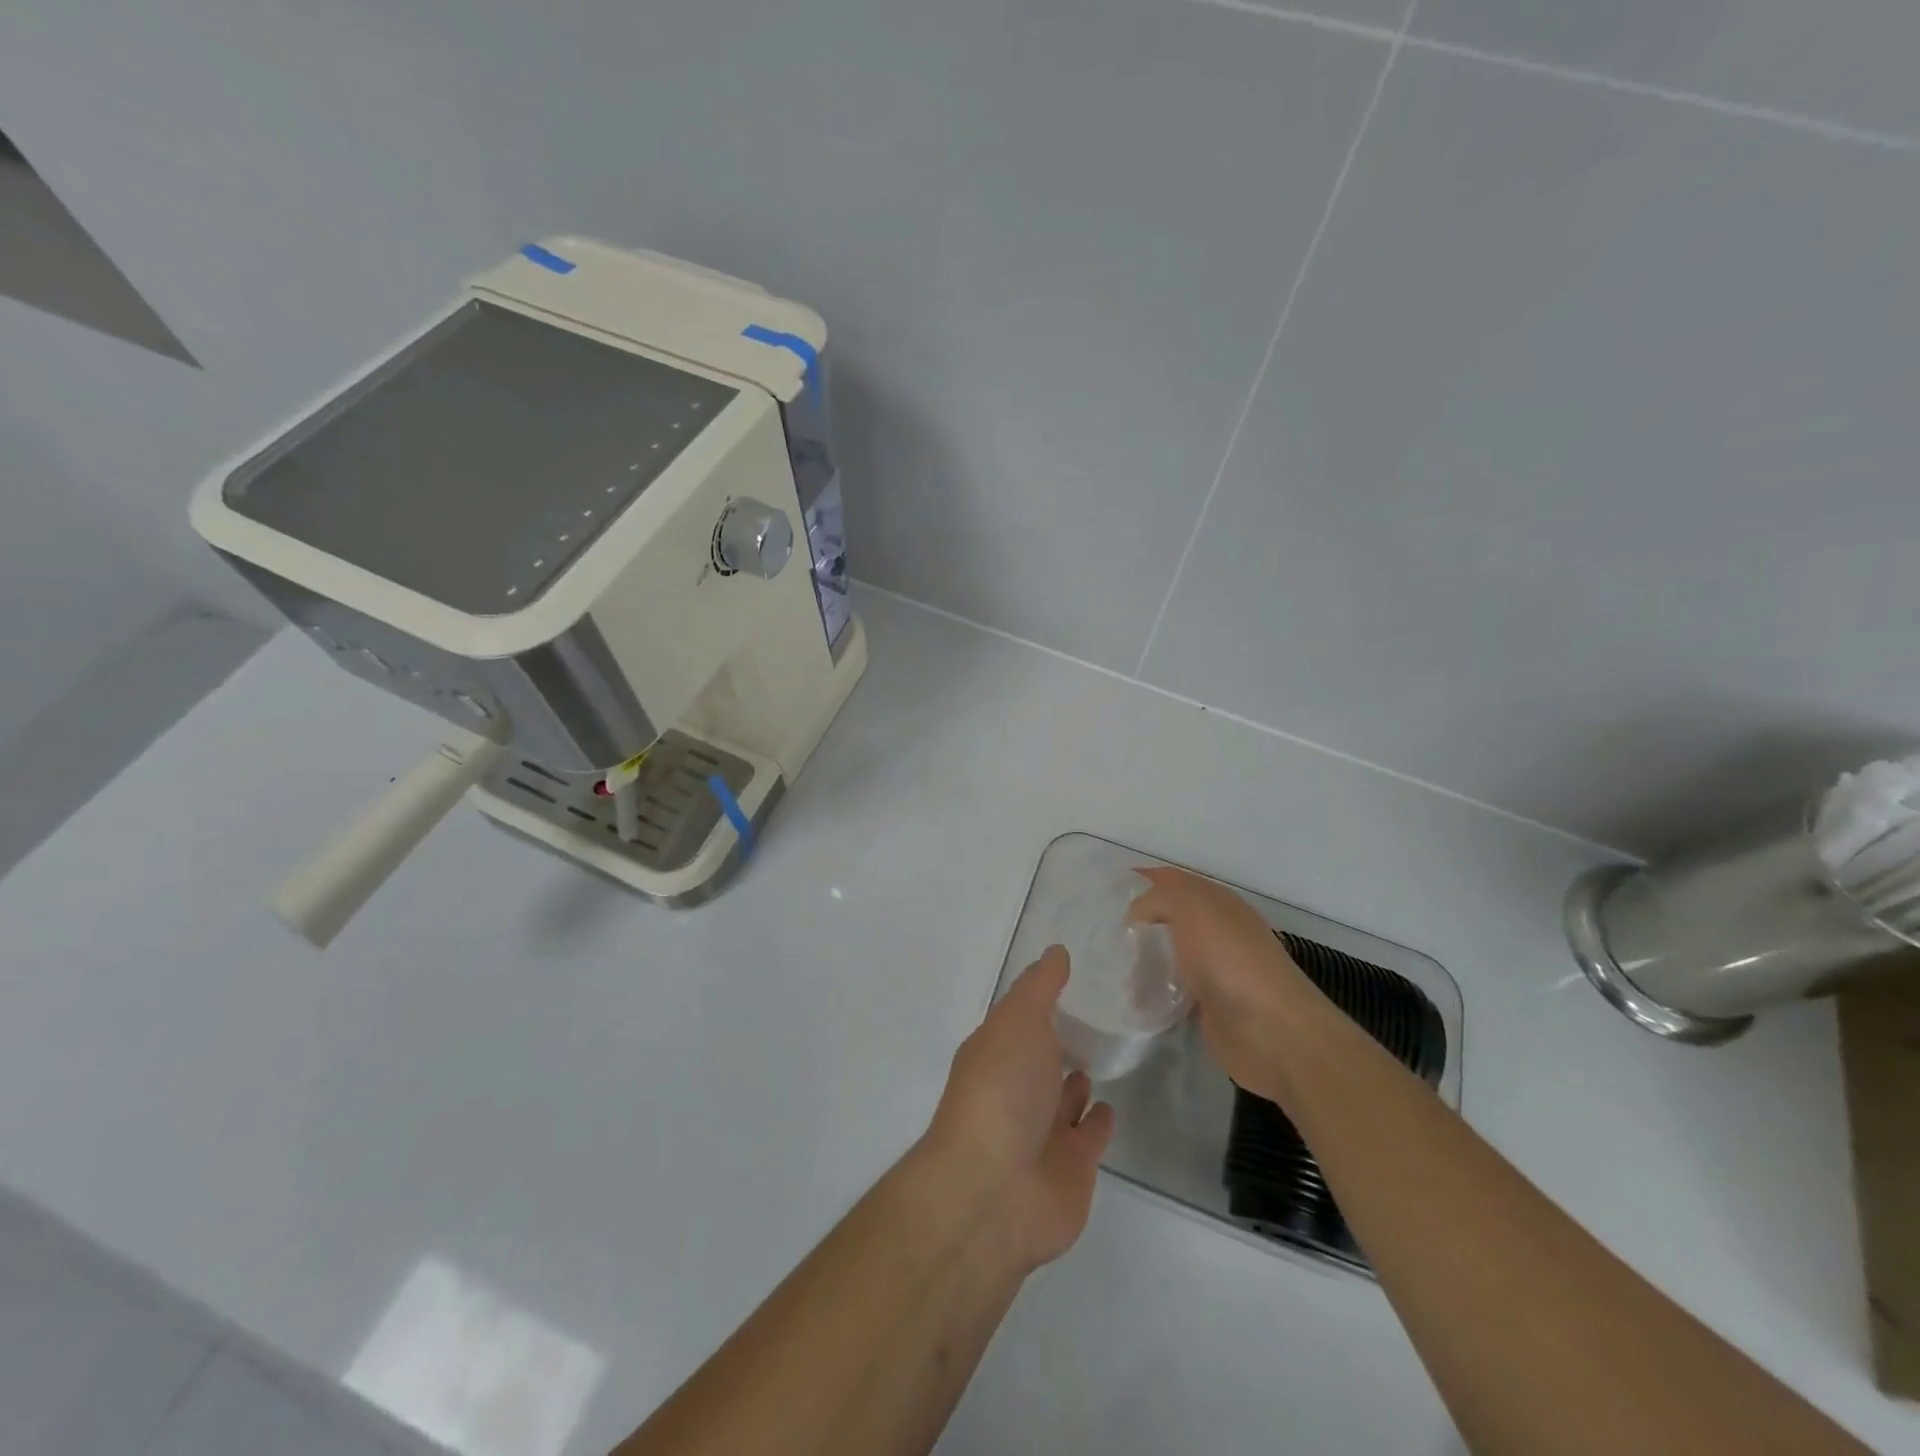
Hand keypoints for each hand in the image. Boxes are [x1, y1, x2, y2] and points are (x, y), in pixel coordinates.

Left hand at [920, 947, 1115, 1271]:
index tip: (1074, 976)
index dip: (1041, 999)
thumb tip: (1056, 952)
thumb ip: (1040, 987)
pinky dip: (1098, 1121)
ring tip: (1104, 1052)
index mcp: (996, 1051)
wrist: (995, 1189)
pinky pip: (1089, 1136)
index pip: (1021, 1019)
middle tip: (1099, 1015)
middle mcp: (1015, 1089)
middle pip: (1041, 1059)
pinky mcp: (1071, 1168)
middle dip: (1060, 1040)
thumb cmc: (1002, 1090)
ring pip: (1064, 1097)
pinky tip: (1111, 1104)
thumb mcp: (1018, 1020)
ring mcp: (1042, 1131)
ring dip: (1077, 1080)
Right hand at [1127, 867, 1316, 1101]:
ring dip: (1139, 961)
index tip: (1104, 890)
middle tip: (1101, 931)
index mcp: (1215, 902)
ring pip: (1165, 956)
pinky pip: (1168, 993)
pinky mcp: (1205, 1007)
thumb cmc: (1230, 959)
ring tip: (1108, 969)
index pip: (1171, 880)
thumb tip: (1136, 914)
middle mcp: (1215, 932)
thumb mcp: (1191, 907)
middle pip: (1166, 919)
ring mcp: (1212, 970)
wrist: (1272, 1031)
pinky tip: (1128, 999)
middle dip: (1135, 923)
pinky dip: (1149, 994)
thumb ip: (1157, 898)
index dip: (1140, 880)